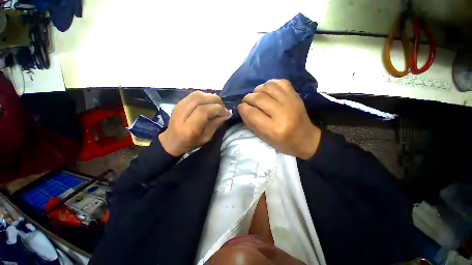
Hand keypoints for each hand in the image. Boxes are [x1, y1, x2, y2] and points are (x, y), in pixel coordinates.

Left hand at [159, 91, 230, 155]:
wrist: (171, 140)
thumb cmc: (190, 143)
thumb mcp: (206, 138)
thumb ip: (215, 124)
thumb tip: (227, 114)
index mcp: (188, 128)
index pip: (204, 111)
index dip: (218, 109)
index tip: (226, 113)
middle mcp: (181, 114)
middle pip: (200, 99)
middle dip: (216, 101)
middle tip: (223, 108)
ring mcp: (179, 106)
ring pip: (197, 94)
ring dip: (211, 97)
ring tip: (217, 105)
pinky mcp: (179, 102)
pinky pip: (194, 94)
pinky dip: (205, 96)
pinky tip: (209, 103)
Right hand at [238, 79, 320, 159]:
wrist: (306, 138)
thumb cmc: (283, 142)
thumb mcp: (264, 138)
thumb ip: (251, 123)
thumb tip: (242, 109)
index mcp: (274, 128)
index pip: (251, 112)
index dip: (242, 108)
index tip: (241, 107)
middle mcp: (282, 113)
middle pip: (258, 98)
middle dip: (248, 98)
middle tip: (246, 102)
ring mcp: (291, 101)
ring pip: (267, 87)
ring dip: (257, 90)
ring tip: (256, 96)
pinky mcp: (296, 95)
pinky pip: (279, 82)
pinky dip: (269, 84)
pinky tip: (267, 91)